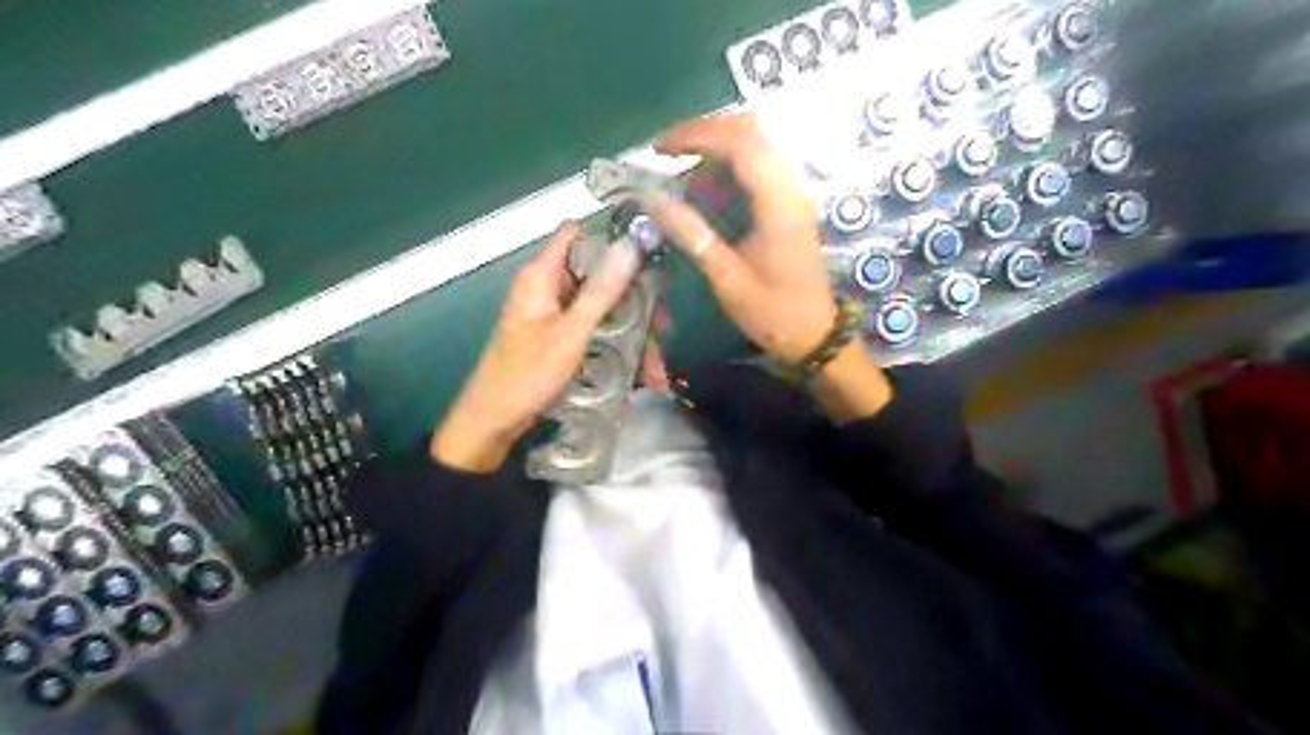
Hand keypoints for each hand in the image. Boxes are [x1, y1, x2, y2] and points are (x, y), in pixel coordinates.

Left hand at [432, 220, 640, 470]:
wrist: (493, 423)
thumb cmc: (527, 375)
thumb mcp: (570, 333)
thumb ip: (602, 290)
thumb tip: (632, 244)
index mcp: (542, 275)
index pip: (578, 233)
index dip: (612, 237)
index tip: (649, 255)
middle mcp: (549, 288)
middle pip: (600, 276)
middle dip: (634, 301)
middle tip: (662, 327)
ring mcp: (555, 315)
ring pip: (604, 309)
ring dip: (632, 334)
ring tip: (655, 368)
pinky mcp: (560, 338)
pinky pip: (596, 332)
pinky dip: (617, 348)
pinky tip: (640, 375)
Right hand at [643, 115, 889, 425]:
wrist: (815, 336)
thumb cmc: (772, 313)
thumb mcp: (726, 278)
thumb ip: (691, 234)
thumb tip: (651, 199)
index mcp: (778, 204)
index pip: (740, 143)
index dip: (696, 135)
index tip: (659, 149)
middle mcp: (792, 188)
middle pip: (751, 132)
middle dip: (705, 134)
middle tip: (668, 154)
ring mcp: (795, 194)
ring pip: (757, 146)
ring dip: (717, 150)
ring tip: (684, 176)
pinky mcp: (792, 204)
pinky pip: (760, 167)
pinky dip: (730, 167)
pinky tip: (708, 190)